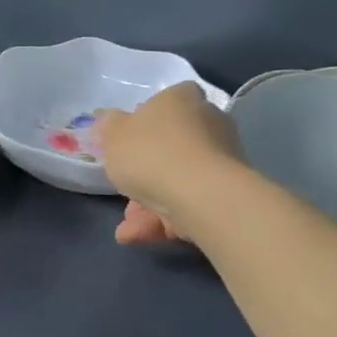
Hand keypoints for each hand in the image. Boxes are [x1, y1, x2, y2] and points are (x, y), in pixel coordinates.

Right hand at [99, 82, 243, 244]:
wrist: (199, 195)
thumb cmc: (150, 153)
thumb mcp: (113, 136)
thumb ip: (108, 126)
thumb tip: (109, 119)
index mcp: (181, 99)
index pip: (166, 102)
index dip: (144, 122)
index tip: (127, 143)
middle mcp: (208, 122)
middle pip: (170, 146)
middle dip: (143, 174)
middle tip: (122, 192)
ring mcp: (221, 158)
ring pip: (177, 180)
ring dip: (148, 205)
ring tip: (126, 230)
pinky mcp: (228, 191)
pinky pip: (189, 202)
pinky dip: (164, 220)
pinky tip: (138, 236)